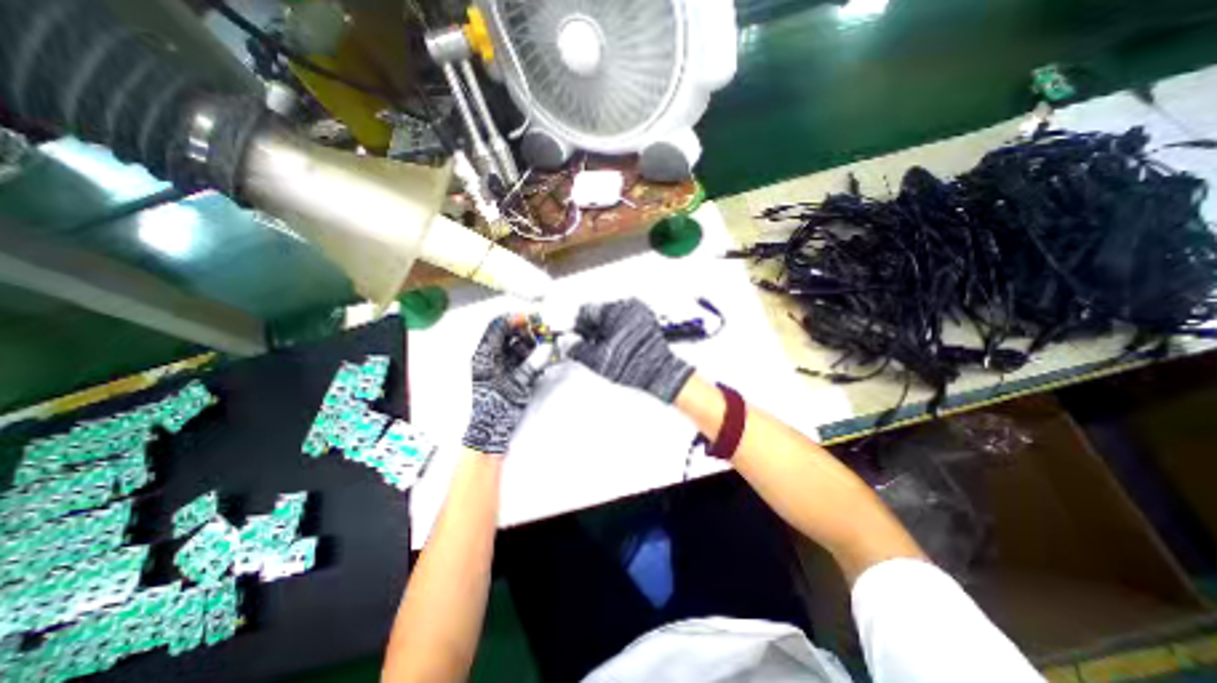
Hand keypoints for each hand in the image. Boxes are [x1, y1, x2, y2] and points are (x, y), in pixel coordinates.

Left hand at [461, 316, 551, 452]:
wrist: (490, 430)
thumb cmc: (499, 406)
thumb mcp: (519, 382)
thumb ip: (534, 363)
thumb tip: (549, 346)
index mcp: (485, 355)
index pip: (497, 326)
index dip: (514, 319)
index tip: (532, 318)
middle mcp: (487, 356)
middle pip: (505, 333)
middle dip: (524, 330)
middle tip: (541, 332)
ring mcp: (493, 364)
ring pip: (510, 344)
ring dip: (526, 342)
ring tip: (541, 346)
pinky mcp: (500, 372)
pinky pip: (513, 356)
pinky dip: (525, 354)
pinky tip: (536, 358)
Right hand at [570, 296, 694, 403]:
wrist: (659, 375)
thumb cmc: (632, 366)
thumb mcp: (597, 359)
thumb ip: (577, 348)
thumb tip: (566, 341)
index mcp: (615, 309)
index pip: (585, 311)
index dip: (577, 327)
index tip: (576, 339)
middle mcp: (629, 306)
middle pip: (599, 313)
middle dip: (592, 329)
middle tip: (591, 347)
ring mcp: (641, 313)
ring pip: (612, 317)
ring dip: (605, 331)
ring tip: (606, 349)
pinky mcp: (648, 321)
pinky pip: (626, 321)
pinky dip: (619, 332)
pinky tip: (618, 347)